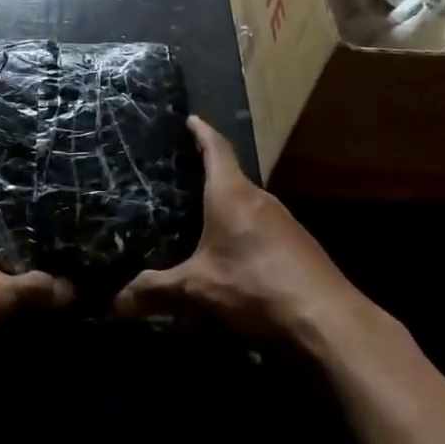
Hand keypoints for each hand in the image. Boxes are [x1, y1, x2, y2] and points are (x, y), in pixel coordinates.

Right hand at [115, 117, 360, 342]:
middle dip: (210, 176)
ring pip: (250, 207)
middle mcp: (261, 200)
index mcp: (232, 194)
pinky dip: (246, 236)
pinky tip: (236, 260)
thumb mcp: (197, 291)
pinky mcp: (301, 250)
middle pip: (232, 178)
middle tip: (183, 178)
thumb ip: (155, 292)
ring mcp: (286, 225)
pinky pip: (265, 232)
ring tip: (204, 221)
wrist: (329, 324)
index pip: (216, 149)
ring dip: (229, 211)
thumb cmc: (255, 288)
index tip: (191, 120)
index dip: (202, 133)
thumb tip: (115, 303)